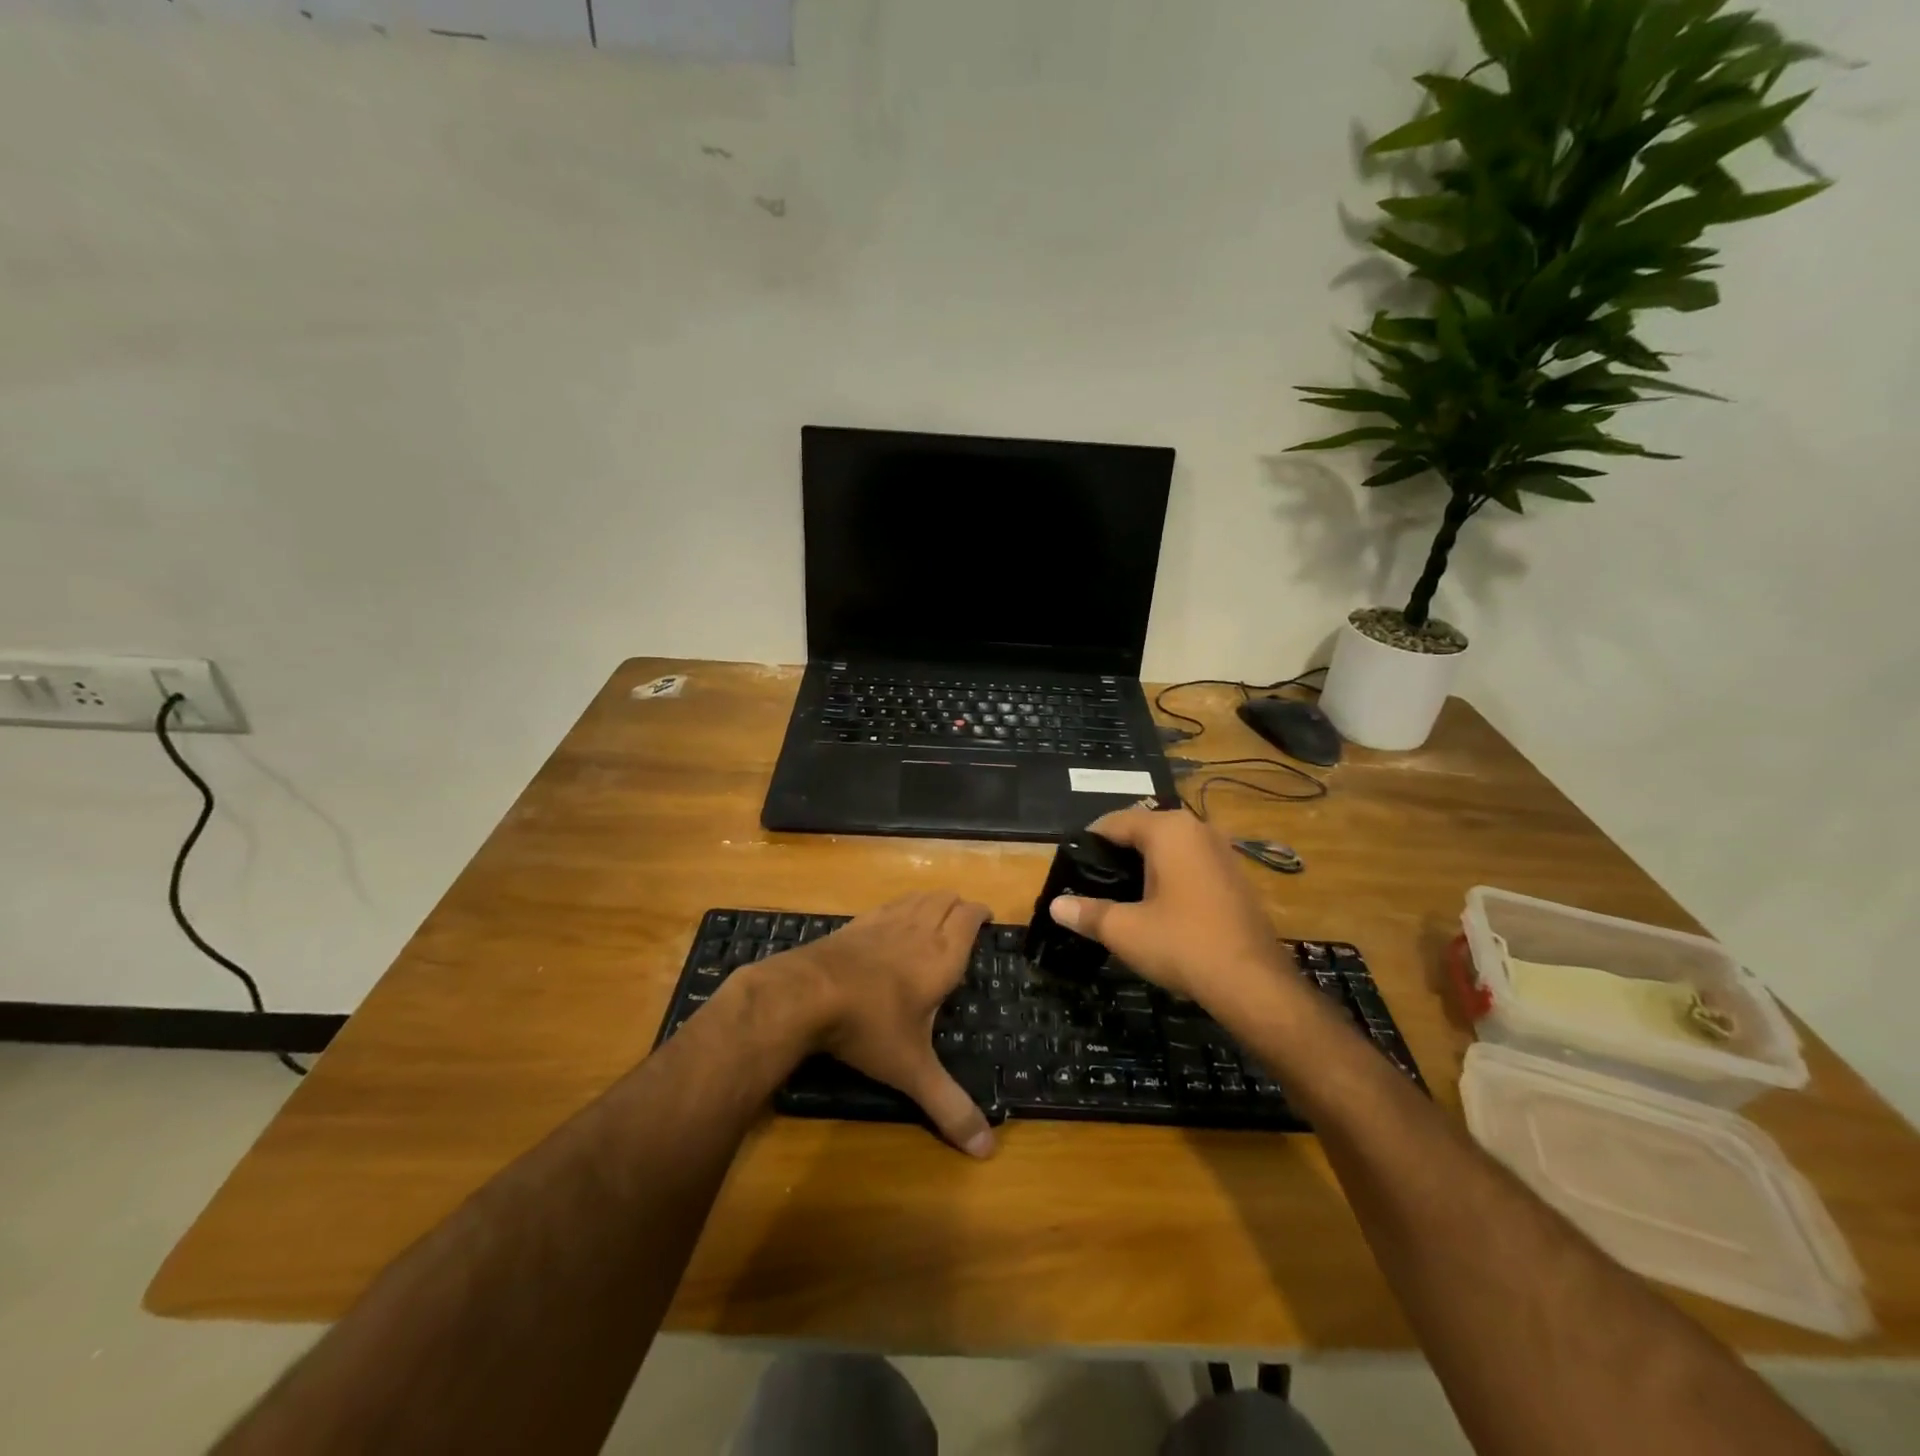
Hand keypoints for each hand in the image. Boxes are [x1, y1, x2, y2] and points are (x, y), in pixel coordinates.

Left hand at [790, 892, 995, 1157]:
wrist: (807, 994)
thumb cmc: (870, 1026)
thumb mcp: (912, 1070)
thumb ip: (949, 1106)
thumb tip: (987, 1152)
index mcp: (942, 955)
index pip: (970, 916)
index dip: (981, 913)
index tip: (987, 919)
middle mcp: (918, 929)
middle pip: (945, 898)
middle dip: (959, 905)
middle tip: (965, 922)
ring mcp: (884, 922)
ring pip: (917, 896)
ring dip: (931, 902)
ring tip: (935, 917)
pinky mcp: (856, 923)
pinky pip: (888, 904)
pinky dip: (901, 907)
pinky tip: (892, 925)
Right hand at [1049, 807, 1291, 1014]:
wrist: (1254, 984)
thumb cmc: (1183, 945)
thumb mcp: (1124, 930)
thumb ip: (1087, 913)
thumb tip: (1056, 906)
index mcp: (1169, 830)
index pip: (1116, 821)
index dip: (1089, 842)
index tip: (1071, 866)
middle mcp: (1198, 830)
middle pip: (1144, 831)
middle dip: (1117, 854)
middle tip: (1091, 883)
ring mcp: (1223, 852)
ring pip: (1170, 849)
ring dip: (1145, 866)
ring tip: (1120, 896)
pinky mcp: (1236, 878)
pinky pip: (1192, 865)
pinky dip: (1170, 878)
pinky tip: (1158, 908)